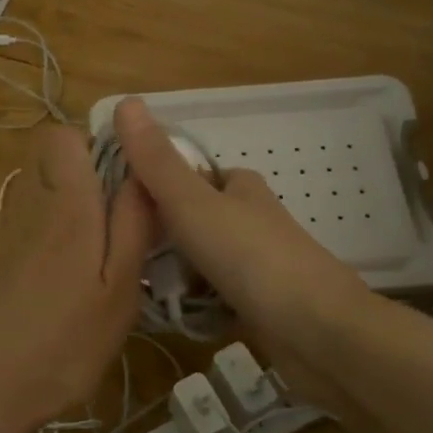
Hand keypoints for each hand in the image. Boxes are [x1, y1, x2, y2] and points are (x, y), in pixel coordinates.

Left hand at [0, 124, 153, 432]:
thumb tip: (143, 171)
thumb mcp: (118, 289)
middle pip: (51, 161)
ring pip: (39, 193)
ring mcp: (6, 235)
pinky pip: (27, 225)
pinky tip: (65, 281)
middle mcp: (30, 207)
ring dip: (70, 206)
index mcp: (66, 205)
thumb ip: (132, 225)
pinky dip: (50, 235)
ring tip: (98, 254)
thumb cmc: (63, 344)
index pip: (64, 136)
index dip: (97, 144)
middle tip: (119, 220)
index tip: (128, 179)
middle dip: (87, 175)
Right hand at [112, 98, 373, 409]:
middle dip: (157, 238)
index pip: (187, 176)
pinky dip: (190, 306)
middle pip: (189, 222)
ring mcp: (255, 265)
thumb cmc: (252, 258)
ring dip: (171, 275)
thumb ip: (156, 162)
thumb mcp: (193, 204)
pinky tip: (167, 316)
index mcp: (239, 188)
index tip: (116, 209)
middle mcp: (249, 221)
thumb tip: (125, 101)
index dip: (151, 187)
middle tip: (122, 254)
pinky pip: (210, 298)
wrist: (316, 331)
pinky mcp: (256, 305)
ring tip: (135, 288)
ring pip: (198, 262)